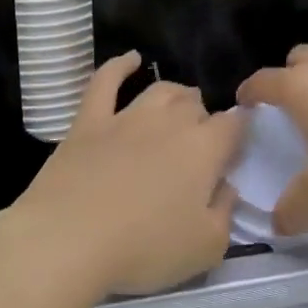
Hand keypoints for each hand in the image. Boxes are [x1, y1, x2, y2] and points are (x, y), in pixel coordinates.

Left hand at [10, 54, 242, 297]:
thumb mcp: (206, 248)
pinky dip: (120, 66)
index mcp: (203, 149)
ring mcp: (126, 117)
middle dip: (204, 118)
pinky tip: (130, 59)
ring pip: (160, 90)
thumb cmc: (144, 249)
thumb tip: (226, 187)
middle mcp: (169, 122)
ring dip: (176, 94)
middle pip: (196, 105)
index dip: (239, 134)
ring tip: (180, 104)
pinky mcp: (88, 121)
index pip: (233, 125)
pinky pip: (106, 81)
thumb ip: (225, 213)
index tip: (235, 150)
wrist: (68, 238)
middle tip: (200, 142)